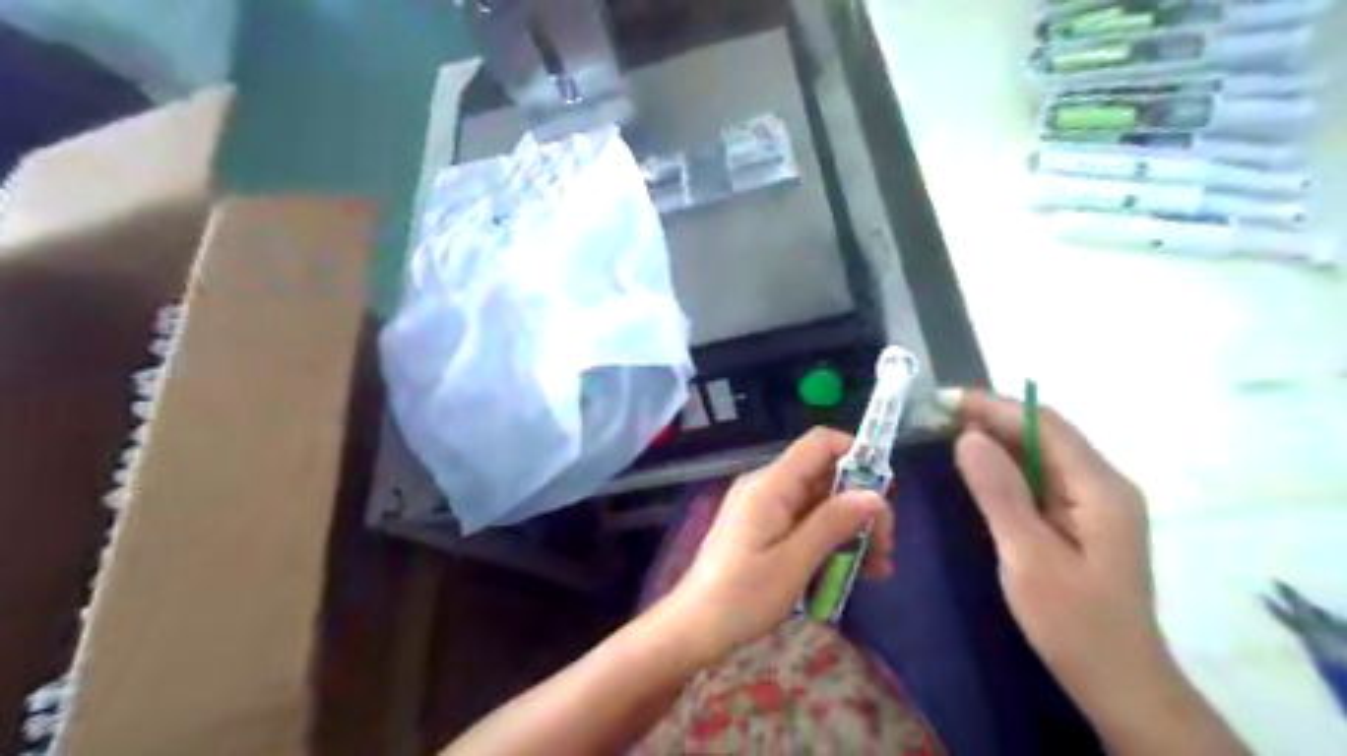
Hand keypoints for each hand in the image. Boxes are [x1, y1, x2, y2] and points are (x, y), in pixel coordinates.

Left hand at [662, 428, 891, 664]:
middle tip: (885, 545)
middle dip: (860, 505)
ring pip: (820, 503)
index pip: (819, 444)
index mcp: (771, 485)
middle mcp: (768, 486)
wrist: (695, 626)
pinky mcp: (764, 528)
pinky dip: (830, 541)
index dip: (857, 455)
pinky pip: (805, 523)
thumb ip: (833, 523)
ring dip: (851, 529)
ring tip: (878, 568)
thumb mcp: (795, 562)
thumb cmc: (743, 595)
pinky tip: (854, 572)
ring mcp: (764, 507)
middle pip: (825, 476)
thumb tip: (874, 494)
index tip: (886, 492)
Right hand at [944, 391, 1251, 755]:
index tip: (943, 401)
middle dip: (990, 418)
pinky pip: (1040, 478)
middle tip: (935, 416)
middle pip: (1044, 434)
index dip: (993, 406)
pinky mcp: (1082, 520)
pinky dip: (1005, 466)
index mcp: (1100, 488)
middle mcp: (1103, 485)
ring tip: (945, 432)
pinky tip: (976, 468)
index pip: (1044, 424)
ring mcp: (1094, 503)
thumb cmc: (1074, 623)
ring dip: (995, 439)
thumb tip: (967, 436)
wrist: (1119, 682)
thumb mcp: (1028, 557)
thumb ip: (999, 492)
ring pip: (1041, 454)